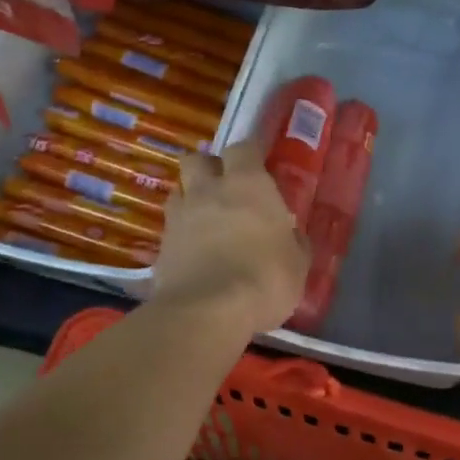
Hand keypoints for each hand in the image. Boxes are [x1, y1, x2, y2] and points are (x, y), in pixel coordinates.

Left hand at [151, 140, 308, 335]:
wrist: (207, 311)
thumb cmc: (265, 279)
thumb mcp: (297, 264)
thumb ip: (293, 242)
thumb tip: (290, 236)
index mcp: (248, 185)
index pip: (243, 148)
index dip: (250, 153)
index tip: (258, 162)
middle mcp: (209, 190)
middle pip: (198, 159)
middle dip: (210, 167)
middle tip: (224, 186)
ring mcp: (180, 216)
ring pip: (179, 189)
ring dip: (190, 197)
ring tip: (205, 217)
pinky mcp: (161, 244)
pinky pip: (170, 226)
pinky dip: (180, 231)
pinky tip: (192, 248)